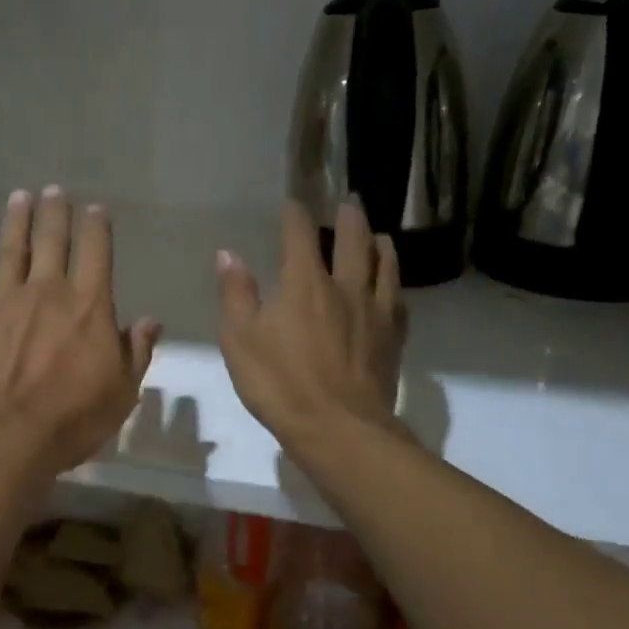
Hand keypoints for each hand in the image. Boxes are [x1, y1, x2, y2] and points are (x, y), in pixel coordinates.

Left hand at [0, 188, 161, 477]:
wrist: (3, 435)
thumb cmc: (71, 418)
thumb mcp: (121, 392)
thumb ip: (136, 351)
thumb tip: (151, 321)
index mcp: (88, 306)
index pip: (96, 254)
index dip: (96, 228)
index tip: (95, 208)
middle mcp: (46, 292)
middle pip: (52, 241)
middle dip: (55, 213)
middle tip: (54, 189)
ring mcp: (4, 302)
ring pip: (10, 252)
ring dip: (15, 222)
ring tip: (19, 197)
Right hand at [216, 198, 408, 458]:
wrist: (339, 428)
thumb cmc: (280, 382)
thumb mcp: (240, 339)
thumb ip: (236, 294)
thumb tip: (229, 254)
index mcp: (304, 283)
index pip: (300, 235)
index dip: (295, 215)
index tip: (292, 204)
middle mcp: (345, 287)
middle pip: (354, 241)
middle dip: (350, 218)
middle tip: (352, 201)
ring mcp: (375, 312)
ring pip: (384, 266)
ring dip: (380, 245)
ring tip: (380, 236)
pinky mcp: (393, 338)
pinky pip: (399, 301)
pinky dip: (394, 285)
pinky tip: (393, 289)